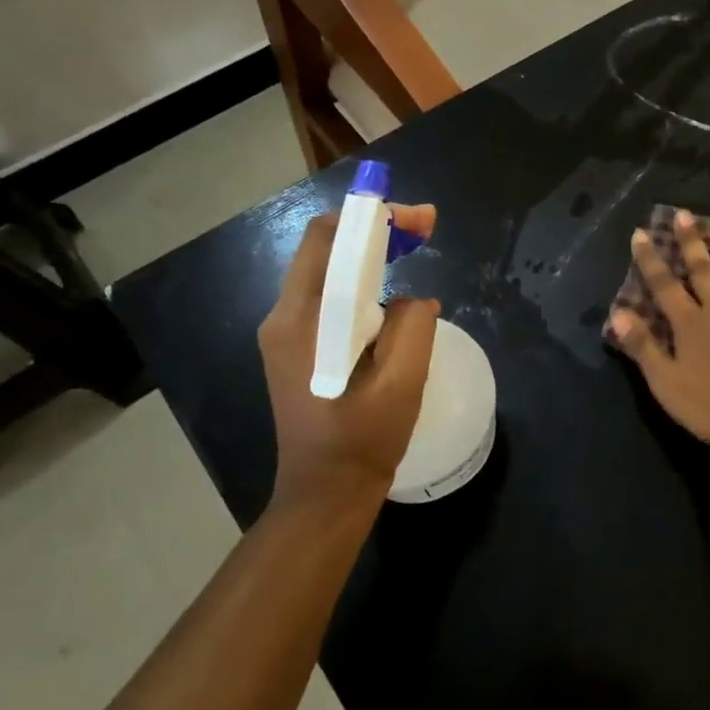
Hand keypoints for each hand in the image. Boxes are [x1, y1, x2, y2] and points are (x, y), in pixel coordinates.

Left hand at [259, 203, 439, 518]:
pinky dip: (361, 283)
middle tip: (426, 229)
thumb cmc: (362, 440)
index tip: (421, 219)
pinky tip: (391, 296)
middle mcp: (283, 317)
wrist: (325, 492)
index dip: (375, 216)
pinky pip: (329, 298)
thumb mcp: (401, 382)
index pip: (328, 239)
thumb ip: (412, 326)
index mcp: (304, 320)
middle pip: (325, 249)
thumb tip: (410, 300)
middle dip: (376, 230)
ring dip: (370, 255)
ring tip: (414, 252)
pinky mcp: (295, 347)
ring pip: (328, 272)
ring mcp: (285, 333)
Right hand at [609, 210, 709, 458]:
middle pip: (703, 270)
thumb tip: (617, 312)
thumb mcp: (664, 381)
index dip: (650, 259)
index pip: (664, 284)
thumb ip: (642, 346)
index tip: (641, 233)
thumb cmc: (708, 407)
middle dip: (691, 241)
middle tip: (685, 214)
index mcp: (690, 323)